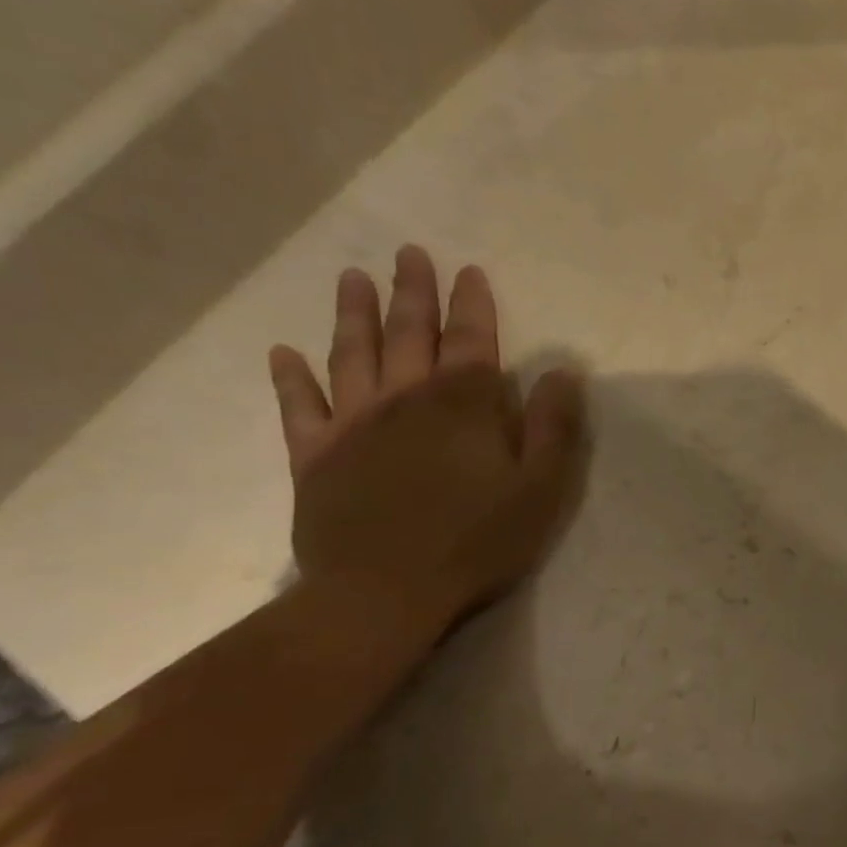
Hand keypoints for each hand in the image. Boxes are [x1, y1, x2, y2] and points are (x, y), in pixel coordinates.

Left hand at [267, 245, 586, 630]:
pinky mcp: (316, 458)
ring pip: (352, 357)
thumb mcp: (540, 489)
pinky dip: (291, 380)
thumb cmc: (477, 542)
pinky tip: (283, 355)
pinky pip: (299, 409)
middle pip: (409, 335)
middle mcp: (404, 400)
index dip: (473, 305)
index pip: (471, 342)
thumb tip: (562, 372)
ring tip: (352, 279)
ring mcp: (353, 426)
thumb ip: (553, 427)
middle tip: (408, 254)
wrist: (385, 592)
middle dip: (412, 293)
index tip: (469, 271)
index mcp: (463, 406)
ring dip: (354, 316)